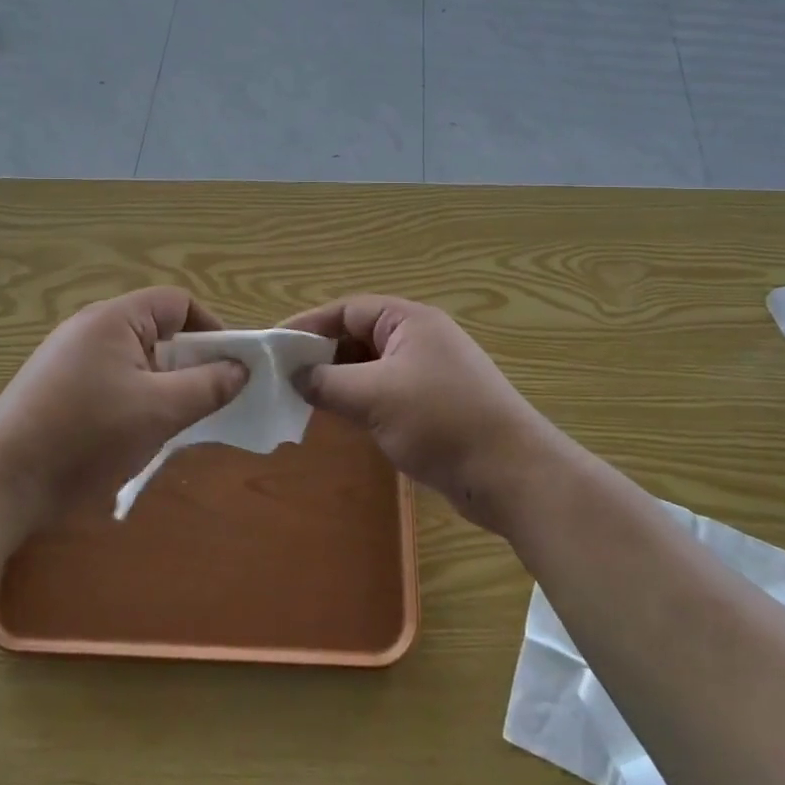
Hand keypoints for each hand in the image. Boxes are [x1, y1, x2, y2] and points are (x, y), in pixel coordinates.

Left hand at [0, 287, 247, 518]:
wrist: (0, 483)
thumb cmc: (87, 436)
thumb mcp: (160, 412)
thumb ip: (207, 385)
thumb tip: (240, 368)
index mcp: (115, 319)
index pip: (178, 303)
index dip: (210, 329)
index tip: (228, 368)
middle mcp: (89, 327)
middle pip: (156, 330)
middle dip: (187, 363)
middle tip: (203, 401)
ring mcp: (67, 357)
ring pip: (134, 359)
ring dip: (159, 386)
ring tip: (169, 424)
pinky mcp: (54, 386)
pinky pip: (109, 379)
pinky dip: (131, 399)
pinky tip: (130, 435)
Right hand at [282, 295, 561, 529]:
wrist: (511, 474)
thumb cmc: (441, 421)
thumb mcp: (375, 397)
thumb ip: (328, 383)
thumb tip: (295, 377)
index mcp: (409, 320)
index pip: (348, 310)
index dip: (309, 324)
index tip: (273, 345)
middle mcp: (419, 338)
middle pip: (358, 336)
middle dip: (321, 354)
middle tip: (283, 376)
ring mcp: (428, 372)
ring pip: (370, 367)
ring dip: (339, 380)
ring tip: (302, 398)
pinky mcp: (433, 405)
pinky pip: (384, 392)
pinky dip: (359, 400)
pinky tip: (339, 419)